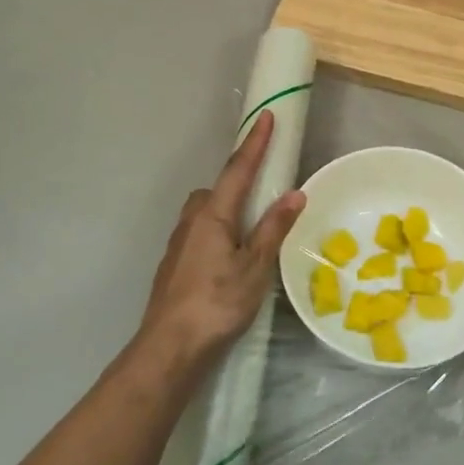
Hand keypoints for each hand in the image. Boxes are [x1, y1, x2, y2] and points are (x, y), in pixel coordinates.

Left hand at [139, 111, 305, 366]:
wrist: (169, 348)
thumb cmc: (217, 303)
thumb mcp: (255, 266)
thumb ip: (273, 228)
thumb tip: (294, 193)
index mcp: (213, 214)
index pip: (238, 169)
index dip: (254, 142)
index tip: (265, 116)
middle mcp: (192, 220)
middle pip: (218, 190)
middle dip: (239, 185)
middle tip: (265, 197)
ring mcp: (179, 242)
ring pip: (207, 213)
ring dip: (228, 213)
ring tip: (252, 236)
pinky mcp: (175, 263)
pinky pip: (201, 233)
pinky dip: (219, 234)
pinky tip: (230, 262)